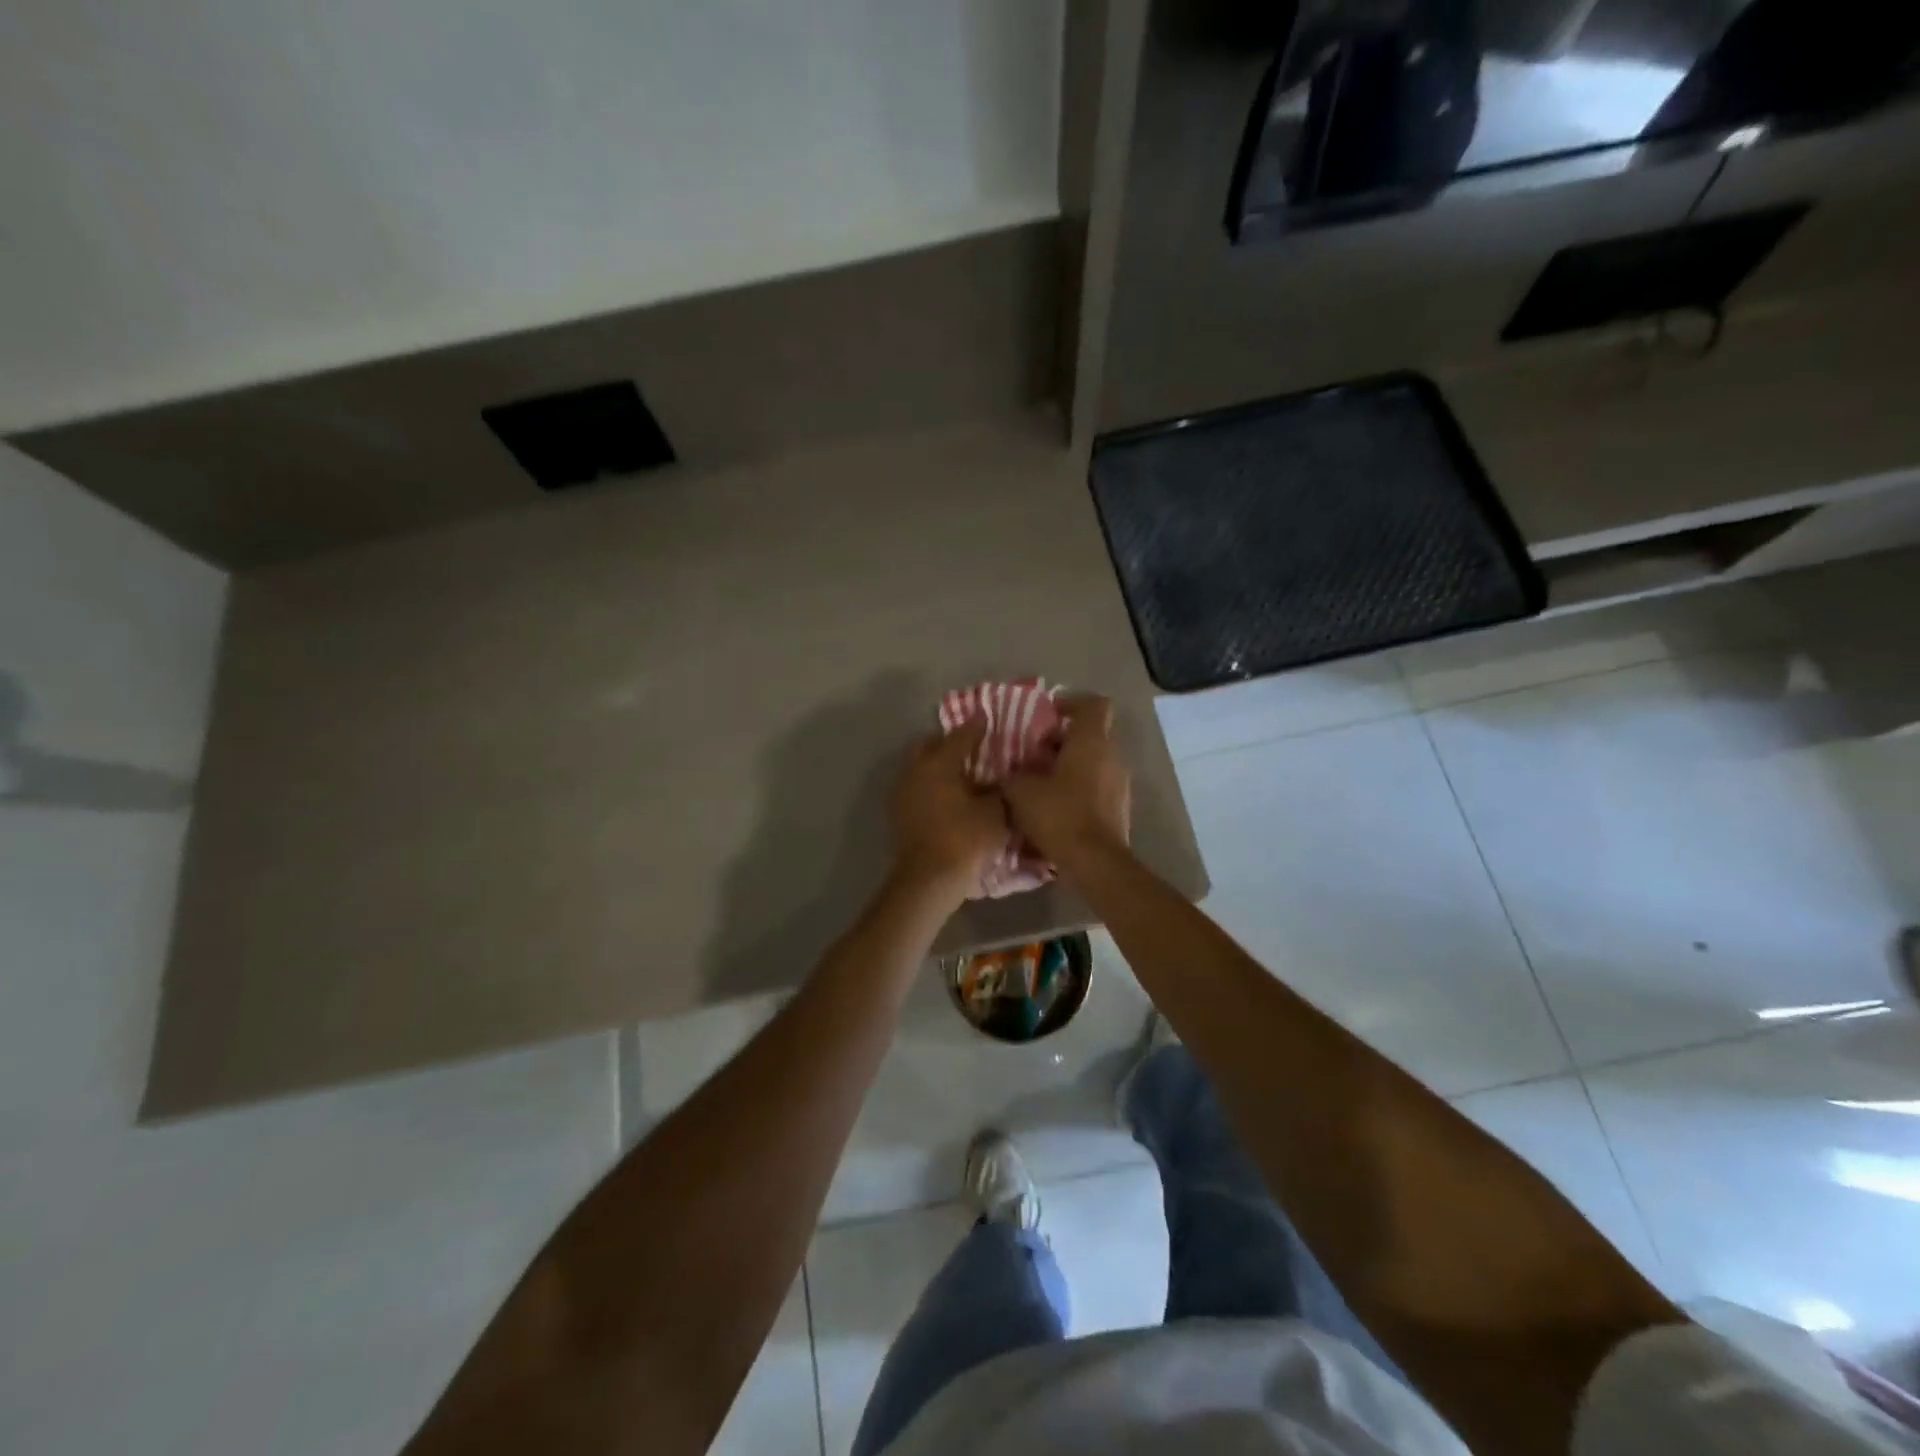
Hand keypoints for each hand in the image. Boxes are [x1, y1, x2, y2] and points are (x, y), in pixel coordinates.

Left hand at [889, 718, 1007, 905]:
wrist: (928, 880)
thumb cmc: (965, 839)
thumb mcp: (996, 811)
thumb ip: (1002, 788)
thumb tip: (1005, 777)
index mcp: (939, 762)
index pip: (961, 734)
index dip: (977, 726)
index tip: (988, 719)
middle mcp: (915, 770)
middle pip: (930, 745)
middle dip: (949, 743)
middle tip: (972, 748)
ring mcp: (902, 792)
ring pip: (920, 766)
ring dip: (938, 765)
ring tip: (962, 775)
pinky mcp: (899, 813)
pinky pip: (917, 787)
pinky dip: (932, 785)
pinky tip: (949, 797)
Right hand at [1002, 693, 1130, 865]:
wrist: (1095, 862)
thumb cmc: (1059, 815)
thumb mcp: (1021, 791)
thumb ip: (1014, 773)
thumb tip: (1011, 771)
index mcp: (1091, 741)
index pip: (1093, 704)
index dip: (1071, 702)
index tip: (1047, 714)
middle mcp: (1112, 756)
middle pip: (1091, 733)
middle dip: (1062, 739)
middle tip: (1034, 753)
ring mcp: (1120, 783)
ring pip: (1093, 761)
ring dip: (1069, 765)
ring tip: (1041, 781)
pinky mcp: (1120, 807)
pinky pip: (1097, 785)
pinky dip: (1078, 787)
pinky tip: (1055, 805)